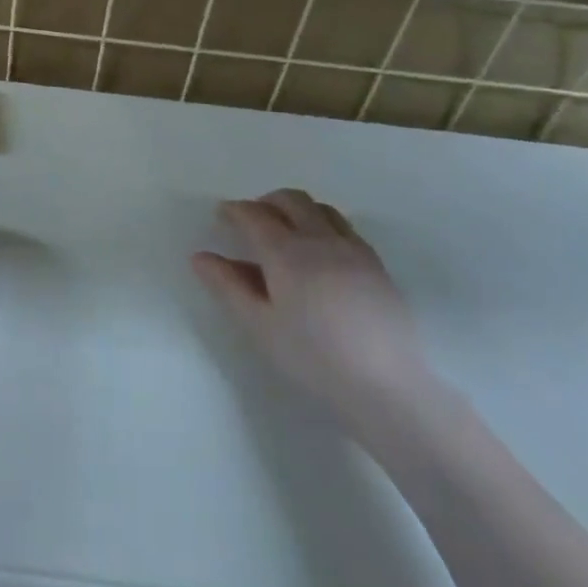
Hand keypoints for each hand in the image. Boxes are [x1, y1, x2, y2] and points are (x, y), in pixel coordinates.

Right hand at [192, 189, 428, 420]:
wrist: (386, 386)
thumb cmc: (312, 358)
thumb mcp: (259, 326)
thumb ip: (228, 287)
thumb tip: (200, 257)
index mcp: (287, 252)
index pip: (255, 215)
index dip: (234, 210)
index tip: (221, 215)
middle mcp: (321, 240)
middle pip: (291, 200)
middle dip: (266, 202)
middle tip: (250, 221)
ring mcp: (354, 249)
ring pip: (321, 209)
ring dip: (296, 210)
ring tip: (284, 233)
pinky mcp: (376, 265)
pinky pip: (344, 228)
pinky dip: (322, 225)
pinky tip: (319, 255)